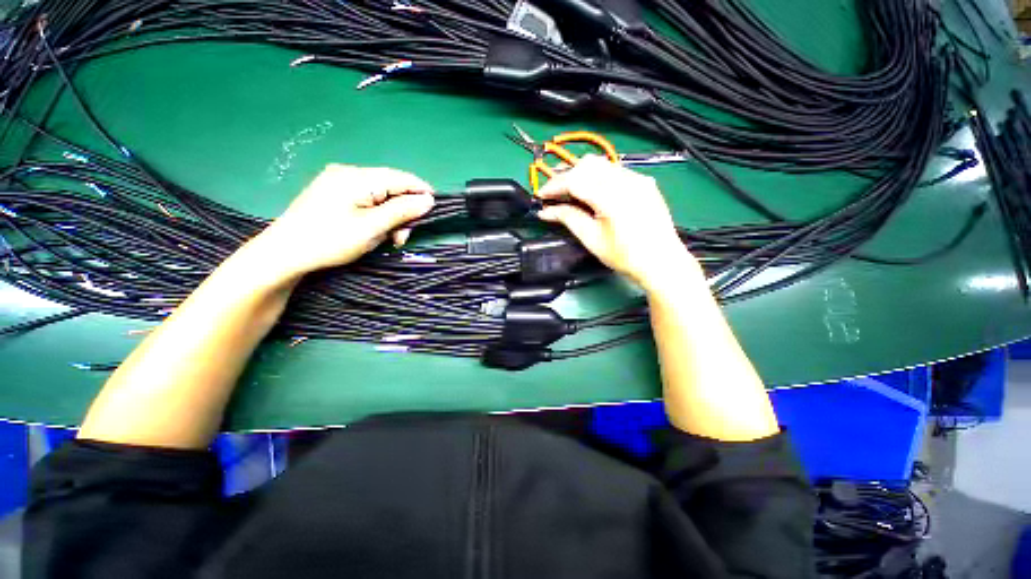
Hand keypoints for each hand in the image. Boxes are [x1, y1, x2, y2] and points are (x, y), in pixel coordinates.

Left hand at [254, 164, 433, 278]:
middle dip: (403, 212)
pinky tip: (373, 232)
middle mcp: (348, 173)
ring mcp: (338, 183)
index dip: (422, 192)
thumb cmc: (330, 240)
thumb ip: (402, 211)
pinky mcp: (334, 194)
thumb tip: (429, 200)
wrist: (283, 254)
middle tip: (401, 238)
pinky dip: (376, 217)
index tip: (434, 211)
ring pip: (380, 197)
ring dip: (390, 218)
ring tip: (387, 239)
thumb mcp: (372, 227)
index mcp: (357, 177)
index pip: (401, 178)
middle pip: (391, 188)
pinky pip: (366, 201)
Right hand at [535, 155, 693, 291]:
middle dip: (565, 175)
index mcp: (612, 197)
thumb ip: (568, 219)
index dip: (554, 186)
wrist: (661, 262)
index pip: (575, 179)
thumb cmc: (624, 256)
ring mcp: (638, 178)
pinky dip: (597, 176)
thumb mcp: (592, 239)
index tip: (540, 196)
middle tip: (553, 193)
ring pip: (601, 164)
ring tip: (569, 191)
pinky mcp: (644, 182)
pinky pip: (614, 170)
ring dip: (580, 173)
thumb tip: (545, 211)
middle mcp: (626, 180)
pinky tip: (591, 191)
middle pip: (587, 164)